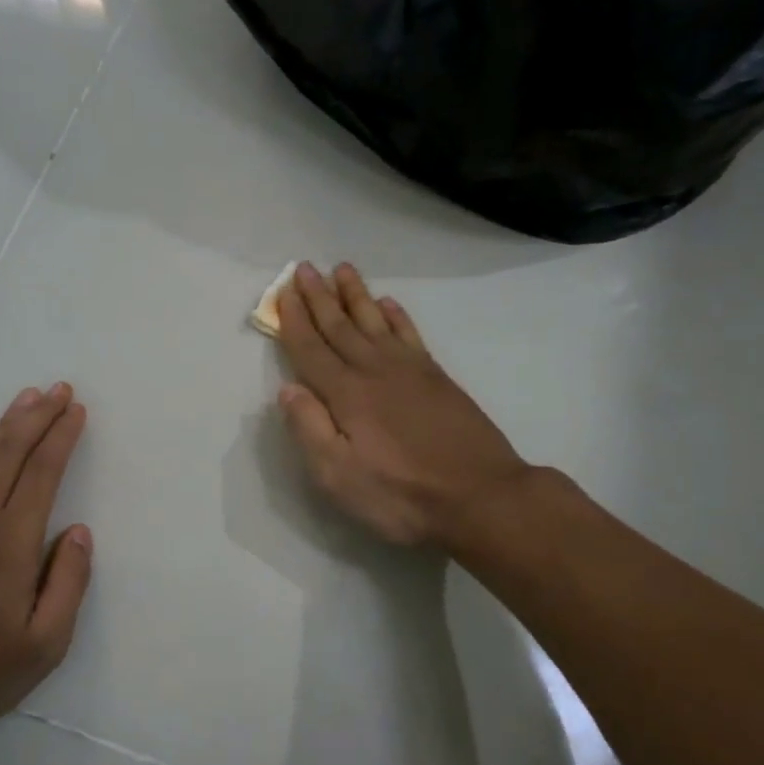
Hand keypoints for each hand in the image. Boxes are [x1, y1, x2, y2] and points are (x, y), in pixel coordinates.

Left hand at [0, 383, 91, 732]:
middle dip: (39, 417)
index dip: (62, 438)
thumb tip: (79, 532)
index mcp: (14, 545)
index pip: (43, 474)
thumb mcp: (46, 644)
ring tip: (27, 397)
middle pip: (13, 454)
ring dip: (5, 425)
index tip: (77, 411)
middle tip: (60, 390)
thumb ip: (69, 584)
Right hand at [276, 263, 529, 549]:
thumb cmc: (401, 494)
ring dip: (356, 295)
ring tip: (341, 269)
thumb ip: (309, 429)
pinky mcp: (437, 378)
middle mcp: (374, 371)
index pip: (311, 349)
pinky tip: (389, 304)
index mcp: (346, 394)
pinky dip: (396, 316)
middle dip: (319, 297)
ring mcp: (410, 371)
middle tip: (304, 267)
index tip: (283, 292)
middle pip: (340, 326)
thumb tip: (288, 389)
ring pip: (375, 321)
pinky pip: (410, 334)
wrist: (480, 496)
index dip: (294, 321)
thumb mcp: (338, 476)